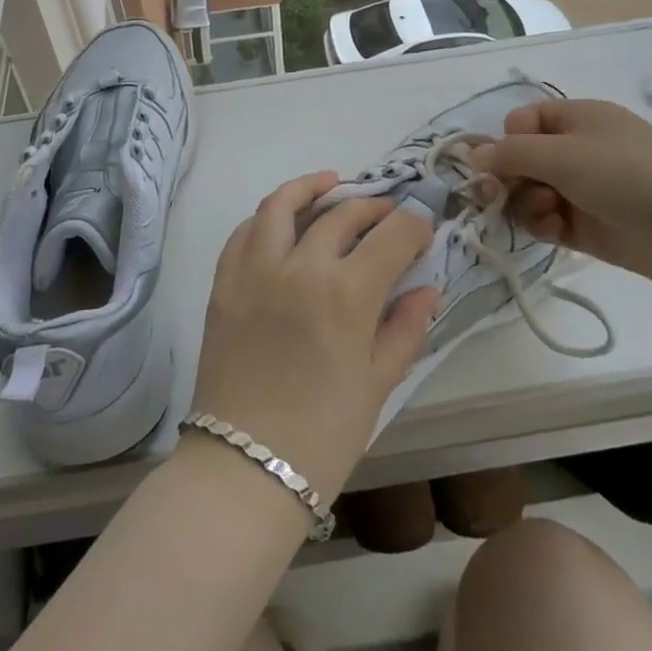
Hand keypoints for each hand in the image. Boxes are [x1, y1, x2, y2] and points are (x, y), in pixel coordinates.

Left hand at [188, 172, 438, 502]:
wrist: (244, 467)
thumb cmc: (323, 435)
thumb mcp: (378, 385)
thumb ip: (405, 328)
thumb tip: (427, 288)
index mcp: (347, 294)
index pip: (392, 235)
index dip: (414, 225)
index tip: (423, 227)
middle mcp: (301, 266)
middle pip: (343, 213)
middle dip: (374, 206)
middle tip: (389, 213)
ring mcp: (256, 268)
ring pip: (283, 204)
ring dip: (312, 187)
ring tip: (332, 184)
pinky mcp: (224, 280)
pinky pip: (245, 231)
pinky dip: (268, 217)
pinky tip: (283, 220)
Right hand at [470, 99, 651, 300]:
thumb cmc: (630, 176)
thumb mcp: (564, 155)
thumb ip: (511, 154)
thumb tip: (472, 155)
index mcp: (577, 119)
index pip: (522, 122)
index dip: (506, 141)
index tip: (502, 163)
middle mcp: (578, 151)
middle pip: (522, 160)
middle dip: (508, 177)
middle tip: (497, 197)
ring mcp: (584, 190)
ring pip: (531, 193)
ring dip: (525, 204)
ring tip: (546, 215)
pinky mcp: (591, 227)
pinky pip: (549, 221)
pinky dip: (543, 225)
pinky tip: (553, 232)